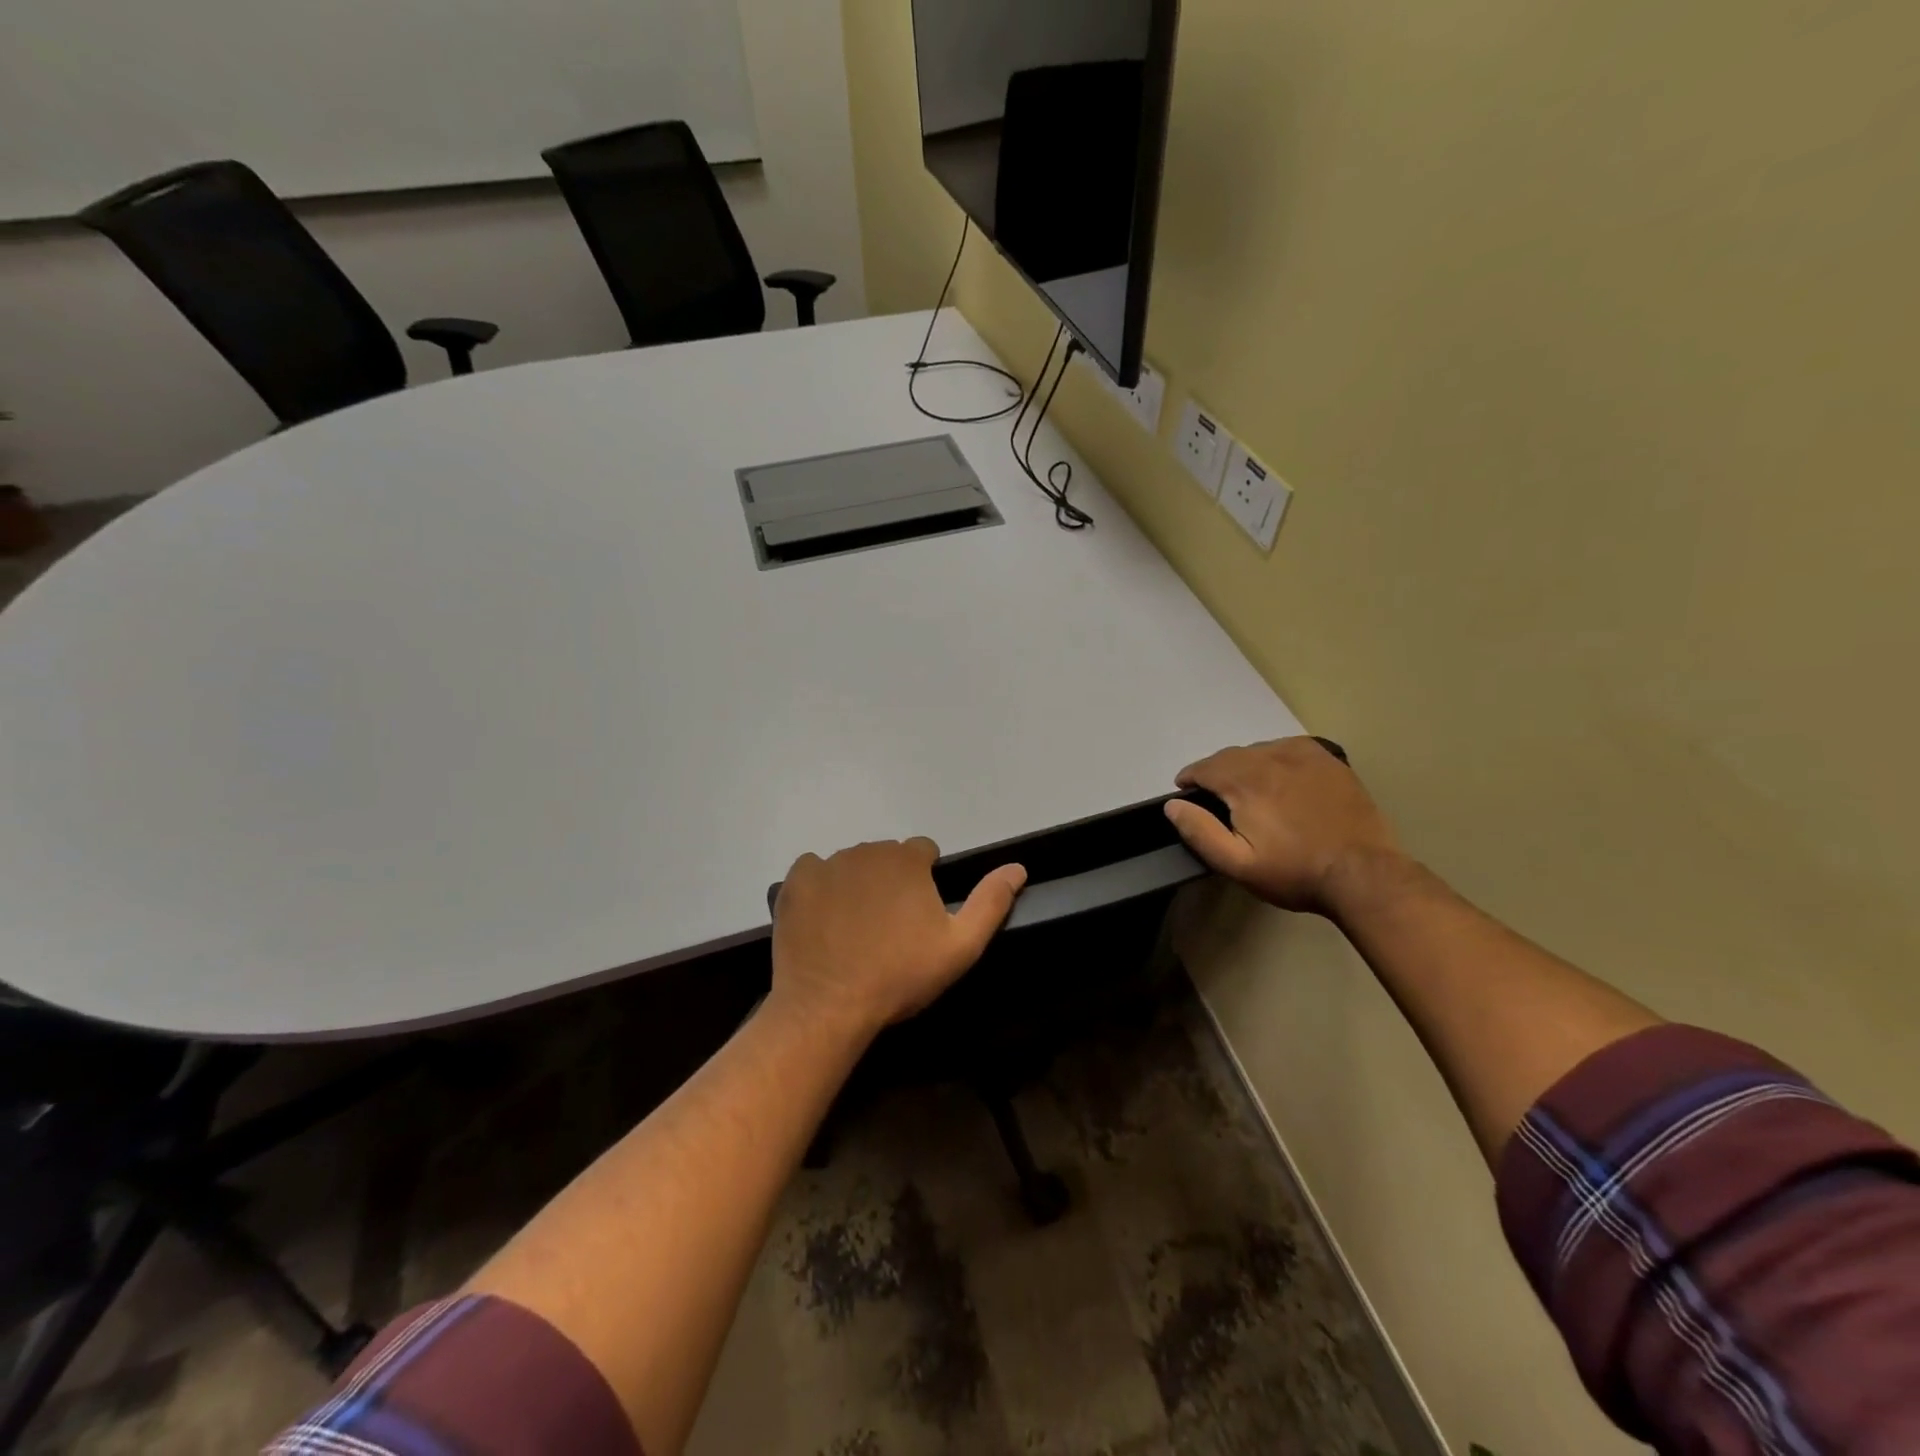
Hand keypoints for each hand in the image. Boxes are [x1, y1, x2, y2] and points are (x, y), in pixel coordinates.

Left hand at [771, 839, 1026, 1037]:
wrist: (829, 1006)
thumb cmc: (900, 976)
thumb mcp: (960, 947)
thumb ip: (990, 902)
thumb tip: (1018, 867)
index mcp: (907, 860)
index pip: (923, 851)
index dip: (926, 880)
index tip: (919, 915)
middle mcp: (867, 850)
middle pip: (886, 857)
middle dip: (891, 881)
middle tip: (889, 927)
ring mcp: (827, 863)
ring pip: (851, 864)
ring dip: (857, 884)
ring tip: (855, 929)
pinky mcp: (795, 881)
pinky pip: (813, 870)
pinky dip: (820, 887)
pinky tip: (823, 920)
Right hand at [1165, 737, 1400, 913]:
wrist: (1363, 874)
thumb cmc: (1295, 872)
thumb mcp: (1238, 864)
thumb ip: (1200, 832)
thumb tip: (1173, 805)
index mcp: (1246, 782)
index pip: (1205, 768)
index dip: (1190, 778)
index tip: (1185, 792)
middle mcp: (1272, 758)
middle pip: (1230, 756)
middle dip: (1215, 772)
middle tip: (1215, 796)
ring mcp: (1304, 756)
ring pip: (1260, 749)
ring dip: (1245, 764)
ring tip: (1247, 788)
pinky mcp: (1329, 761)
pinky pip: (1289, 748)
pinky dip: (1275, 757)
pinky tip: (1280, 776)